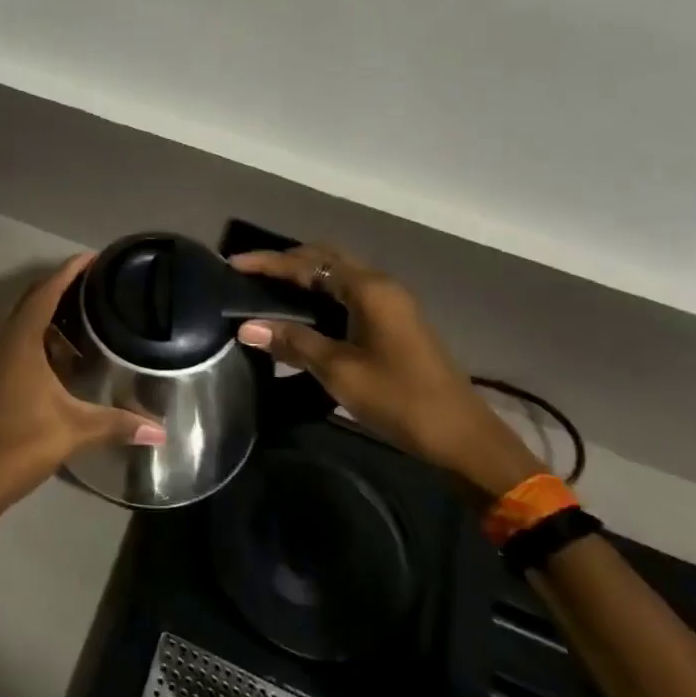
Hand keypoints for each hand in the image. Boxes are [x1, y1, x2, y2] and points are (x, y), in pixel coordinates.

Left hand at [0, 253, 164, 529]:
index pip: (46, 290)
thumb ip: (118, 423)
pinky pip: (11, 343)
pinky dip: (35, 341)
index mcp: (18, 339)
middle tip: (96, 288)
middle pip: (30, 301)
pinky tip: (57, 362)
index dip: (69, 271)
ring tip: (84, 325)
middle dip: (60, 290)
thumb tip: (161, 432)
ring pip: (19, 325)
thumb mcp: (74, 429)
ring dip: (47, 320)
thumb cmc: (20, 443)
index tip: (93, 257)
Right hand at [229, 245, 544, 501]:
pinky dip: (319, 294)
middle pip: (325, 259)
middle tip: (249, 272)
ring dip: (304, 277)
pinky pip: (347, 294)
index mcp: (369, 289)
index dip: (268, 262)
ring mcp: (390, 304)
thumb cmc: (399, 399)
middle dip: (286, 261)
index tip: (232, 263)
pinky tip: (300, 312)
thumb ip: (293, 342)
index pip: (308, 263)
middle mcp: (380, 286)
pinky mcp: (393, 323)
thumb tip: (246, 327)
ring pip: (337, 276)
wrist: (462, 437)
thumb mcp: (339, 371)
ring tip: (266, 288)